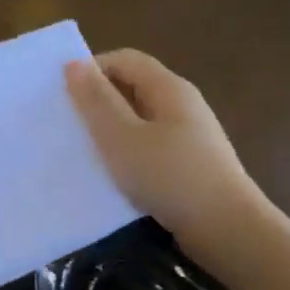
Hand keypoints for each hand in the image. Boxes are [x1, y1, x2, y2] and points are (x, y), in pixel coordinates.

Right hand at [65, 49, 261, 258]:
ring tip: (82, 150)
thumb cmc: (170, 177)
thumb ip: (96, 101)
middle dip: (98, 100)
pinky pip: (150, 146)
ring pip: (140, 120)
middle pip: (133, 87)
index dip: (91, 69)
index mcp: (169, 88)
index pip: (124, 59)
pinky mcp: (189, 164)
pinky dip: (127, 152)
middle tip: (66, 123)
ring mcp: (189, 136)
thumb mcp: (122, 137)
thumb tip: (74, 63)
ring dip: (110, 129)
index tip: (62, 95)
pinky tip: (112, 174)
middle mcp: (182, 104)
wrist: (227, 230)